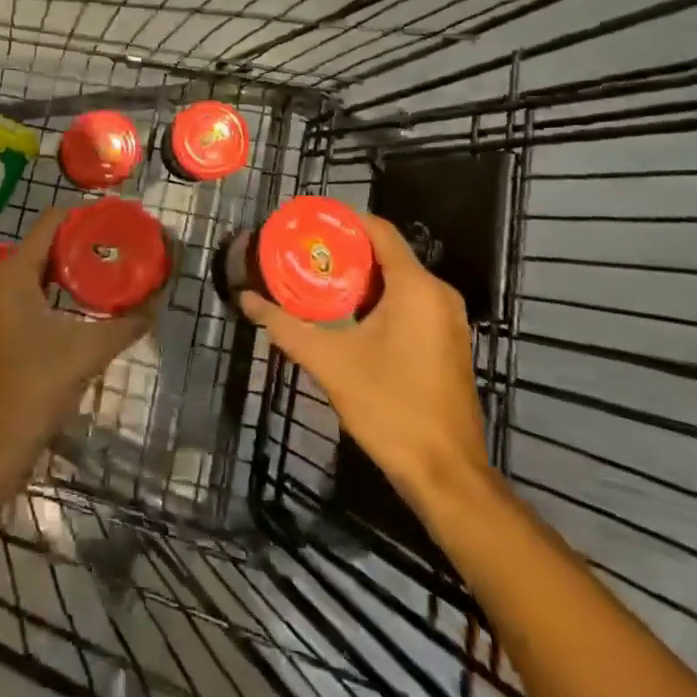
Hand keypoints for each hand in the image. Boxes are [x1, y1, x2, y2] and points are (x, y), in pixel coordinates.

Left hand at [0, 208, 152, 450]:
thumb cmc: (37, 386)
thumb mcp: (88, 350)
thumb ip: (126, 323)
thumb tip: (157, 303)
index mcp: (13, 272)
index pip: (51, 222)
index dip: (84, 215)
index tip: (117, 218)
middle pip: (43, 242)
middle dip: (80, 241)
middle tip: (118, 243)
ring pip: (35, 266)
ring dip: (68, 265)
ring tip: (107, 265)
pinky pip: (27, 287)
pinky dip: (53, 285)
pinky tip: (82, 297)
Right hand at [241, 212, 490, 507]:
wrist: (446, 475)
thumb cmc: (390, 407)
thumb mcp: (330, 363)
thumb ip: (287, 326)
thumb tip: (247, 300)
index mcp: (416, 287)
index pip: (378, 230)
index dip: (343, 220)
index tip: (308, 223)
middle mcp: (438, 294)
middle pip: (388, 254)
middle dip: (345, 253)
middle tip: (305, 255)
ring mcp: (448, 320)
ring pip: (399, 281)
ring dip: (361, 279)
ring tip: (318, 282)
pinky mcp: (448, 343)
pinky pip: (411, 303)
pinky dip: (380, 300)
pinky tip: (348, 317)